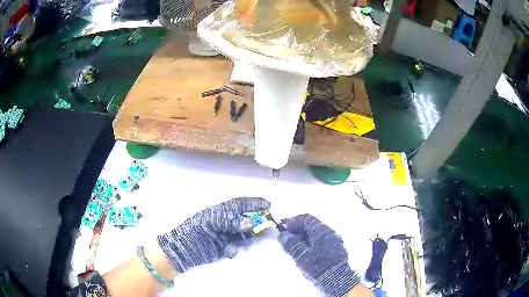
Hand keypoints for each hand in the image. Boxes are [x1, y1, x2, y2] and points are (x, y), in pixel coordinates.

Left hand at [157, 197, 269, 272]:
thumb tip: (250, 222)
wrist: (181, 250)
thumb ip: (230, 220)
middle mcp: (225, 222)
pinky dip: (234, 249)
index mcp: (220, 211)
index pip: (240, 204)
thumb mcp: (209, 221)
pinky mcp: (224, 248)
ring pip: (244, 235)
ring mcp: (226, 236)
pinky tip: (227, 251)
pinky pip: (236, 248)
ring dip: (251, 237)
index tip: (269, 205)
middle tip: (270, 227)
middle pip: (246, 220)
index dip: (254, 203)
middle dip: (258, 222)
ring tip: (257, 239)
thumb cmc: (193, 231)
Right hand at [278, 214, 360, 296]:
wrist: (337, 281)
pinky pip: (321, 242)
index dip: (292, 221)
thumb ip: (291, 244)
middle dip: (297, 230)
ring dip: (304, 238)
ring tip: (293, 247)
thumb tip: (282, 235)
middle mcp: (330, 233)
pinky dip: (311, 244)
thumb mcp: (301, 256)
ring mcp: (335, 241)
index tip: (282, 228)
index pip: (306, 219)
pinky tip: (305, 253)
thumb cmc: (318, 267)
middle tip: (286, 238)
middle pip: (311, 226)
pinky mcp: (336, 250)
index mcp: (322, 231)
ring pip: (316, 235)